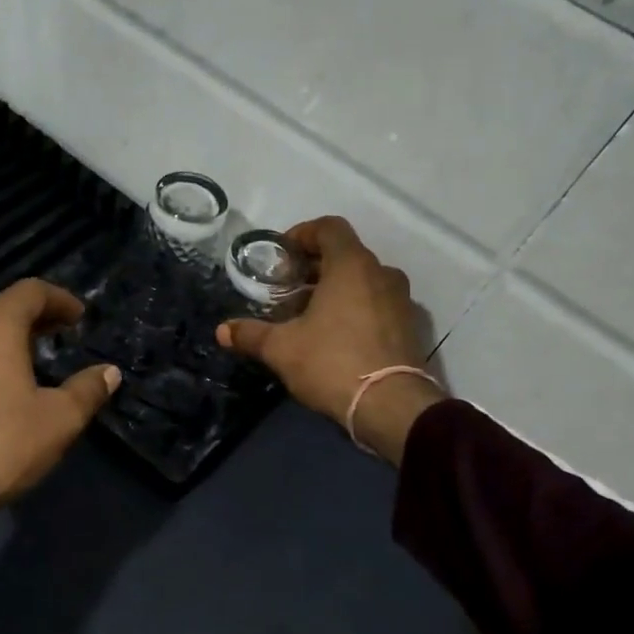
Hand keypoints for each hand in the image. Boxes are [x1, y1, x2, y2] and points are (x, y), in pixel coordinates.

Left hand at [0, 279, 119, 525]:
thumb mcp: (58, 420)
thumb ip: (87, 390)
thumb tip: (109, 372)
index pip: (31, 291)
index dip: (60, 300)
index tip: (80, 317)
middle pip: (3, 308)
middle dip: (36, 318)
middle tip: (63, 336)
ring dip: (9, 339)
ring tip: (34, 362)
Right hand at [217, 216, 442, 462]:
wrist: (391, 406)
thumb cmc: (332, 363)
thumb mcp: (281, 349)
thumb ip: (251, 334)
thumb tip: (222, 330)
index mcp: (351, 265)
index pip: (329, 227)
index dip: (303, 234)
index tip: (282, 256)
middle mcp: (382, 273)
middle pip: (346, 254)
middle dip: (315, 266)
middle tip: (288, 289)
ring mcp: (401, 300)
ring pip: (364, 281)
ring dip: (337, 289)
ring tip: (310, 315)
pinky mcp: (411, 327)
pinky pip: (379, 304)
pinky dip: (357, 309)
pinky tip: (336, 336)